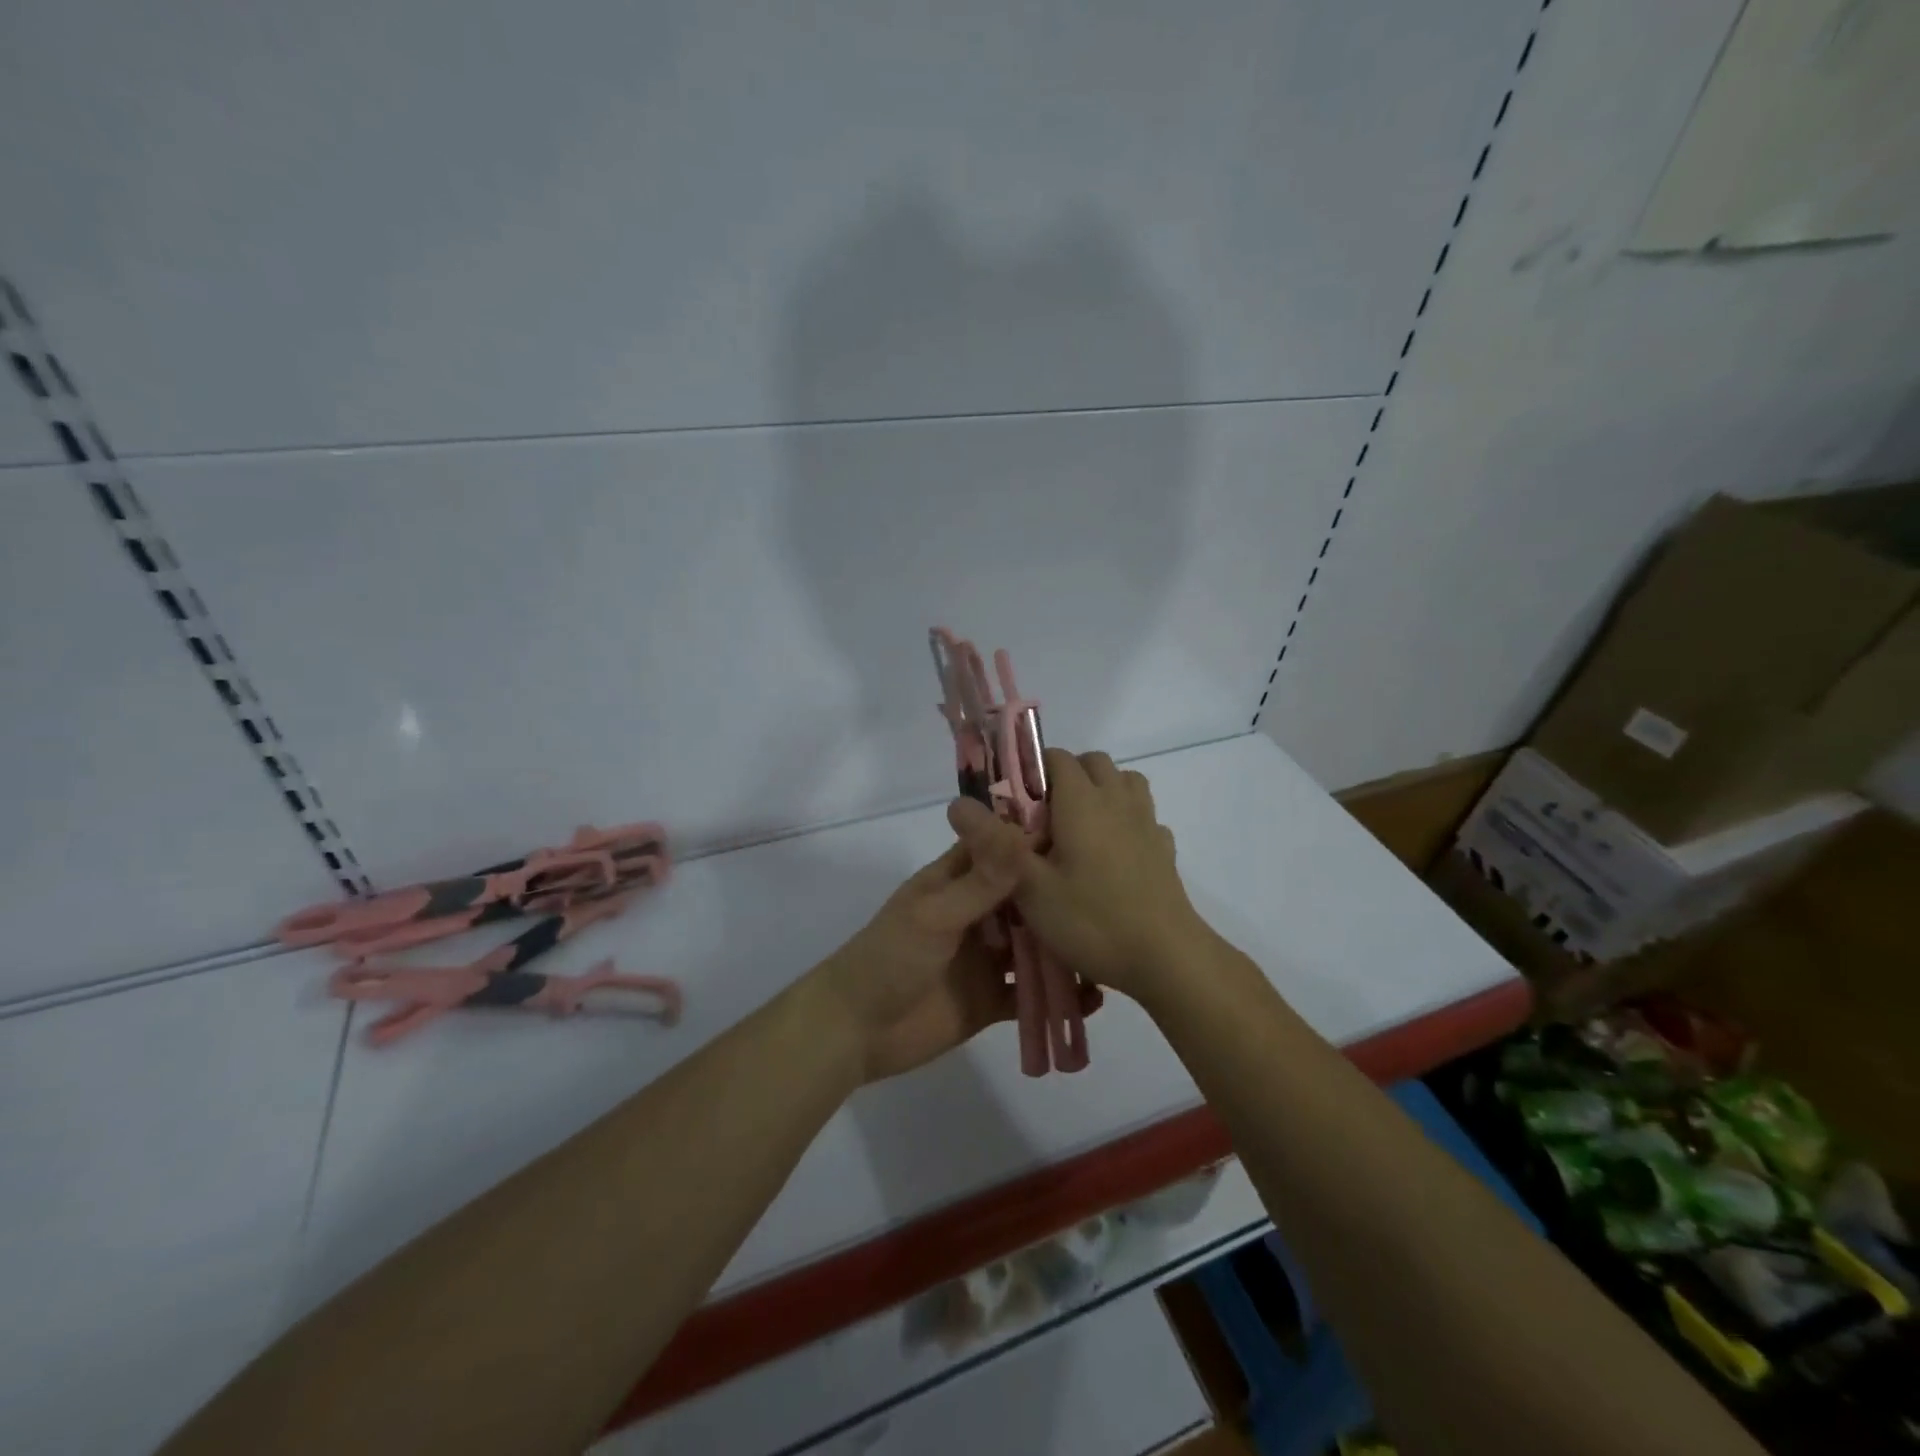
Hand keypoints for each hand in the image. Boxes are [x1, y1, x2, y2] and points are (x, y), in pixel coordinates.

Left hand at [806, 838, 1100, 1083]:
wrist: (856, 1031)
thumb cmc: (890, 958)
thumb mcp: (936, 915)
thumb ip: (982, 882)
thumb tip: (1025, 835)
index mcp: (956, 881)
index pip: (1000, 848)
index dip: (1036, 838)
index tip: (1087, 832)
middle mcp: (976, 914)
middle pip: (1025, 897)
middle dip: (1060, 895)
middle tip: (1115, 891)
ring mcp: (984, 958)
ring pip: (1033, 945)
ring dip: (1063, 945)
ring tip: (1110, 942)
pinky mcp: (990, 999)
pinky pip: (1029, 993)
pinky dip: (1057, 995)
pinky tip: (1095, 997)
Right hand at [947, 749, 1211, 1002]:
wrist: (1167, 958)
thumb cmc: (1092, 920)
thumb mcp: (1030, 888)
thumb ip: (994, 844)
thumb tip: (956, 804)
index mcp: (1083, 801)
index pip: (1056, 757)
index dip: (1031, 771)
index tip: (1013, 805)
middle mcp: (1117, 800)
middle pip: (1093, 762)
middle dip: (1066, 777)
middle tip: (1043, 820)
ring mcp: (1146, 823)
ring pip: (1124, 782)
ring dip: (1100, 791)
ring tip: (1078, 830)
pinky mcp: (1163, 849)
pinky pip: (1143, 816)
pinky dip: (1126, 821)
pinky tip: (1113, 854)